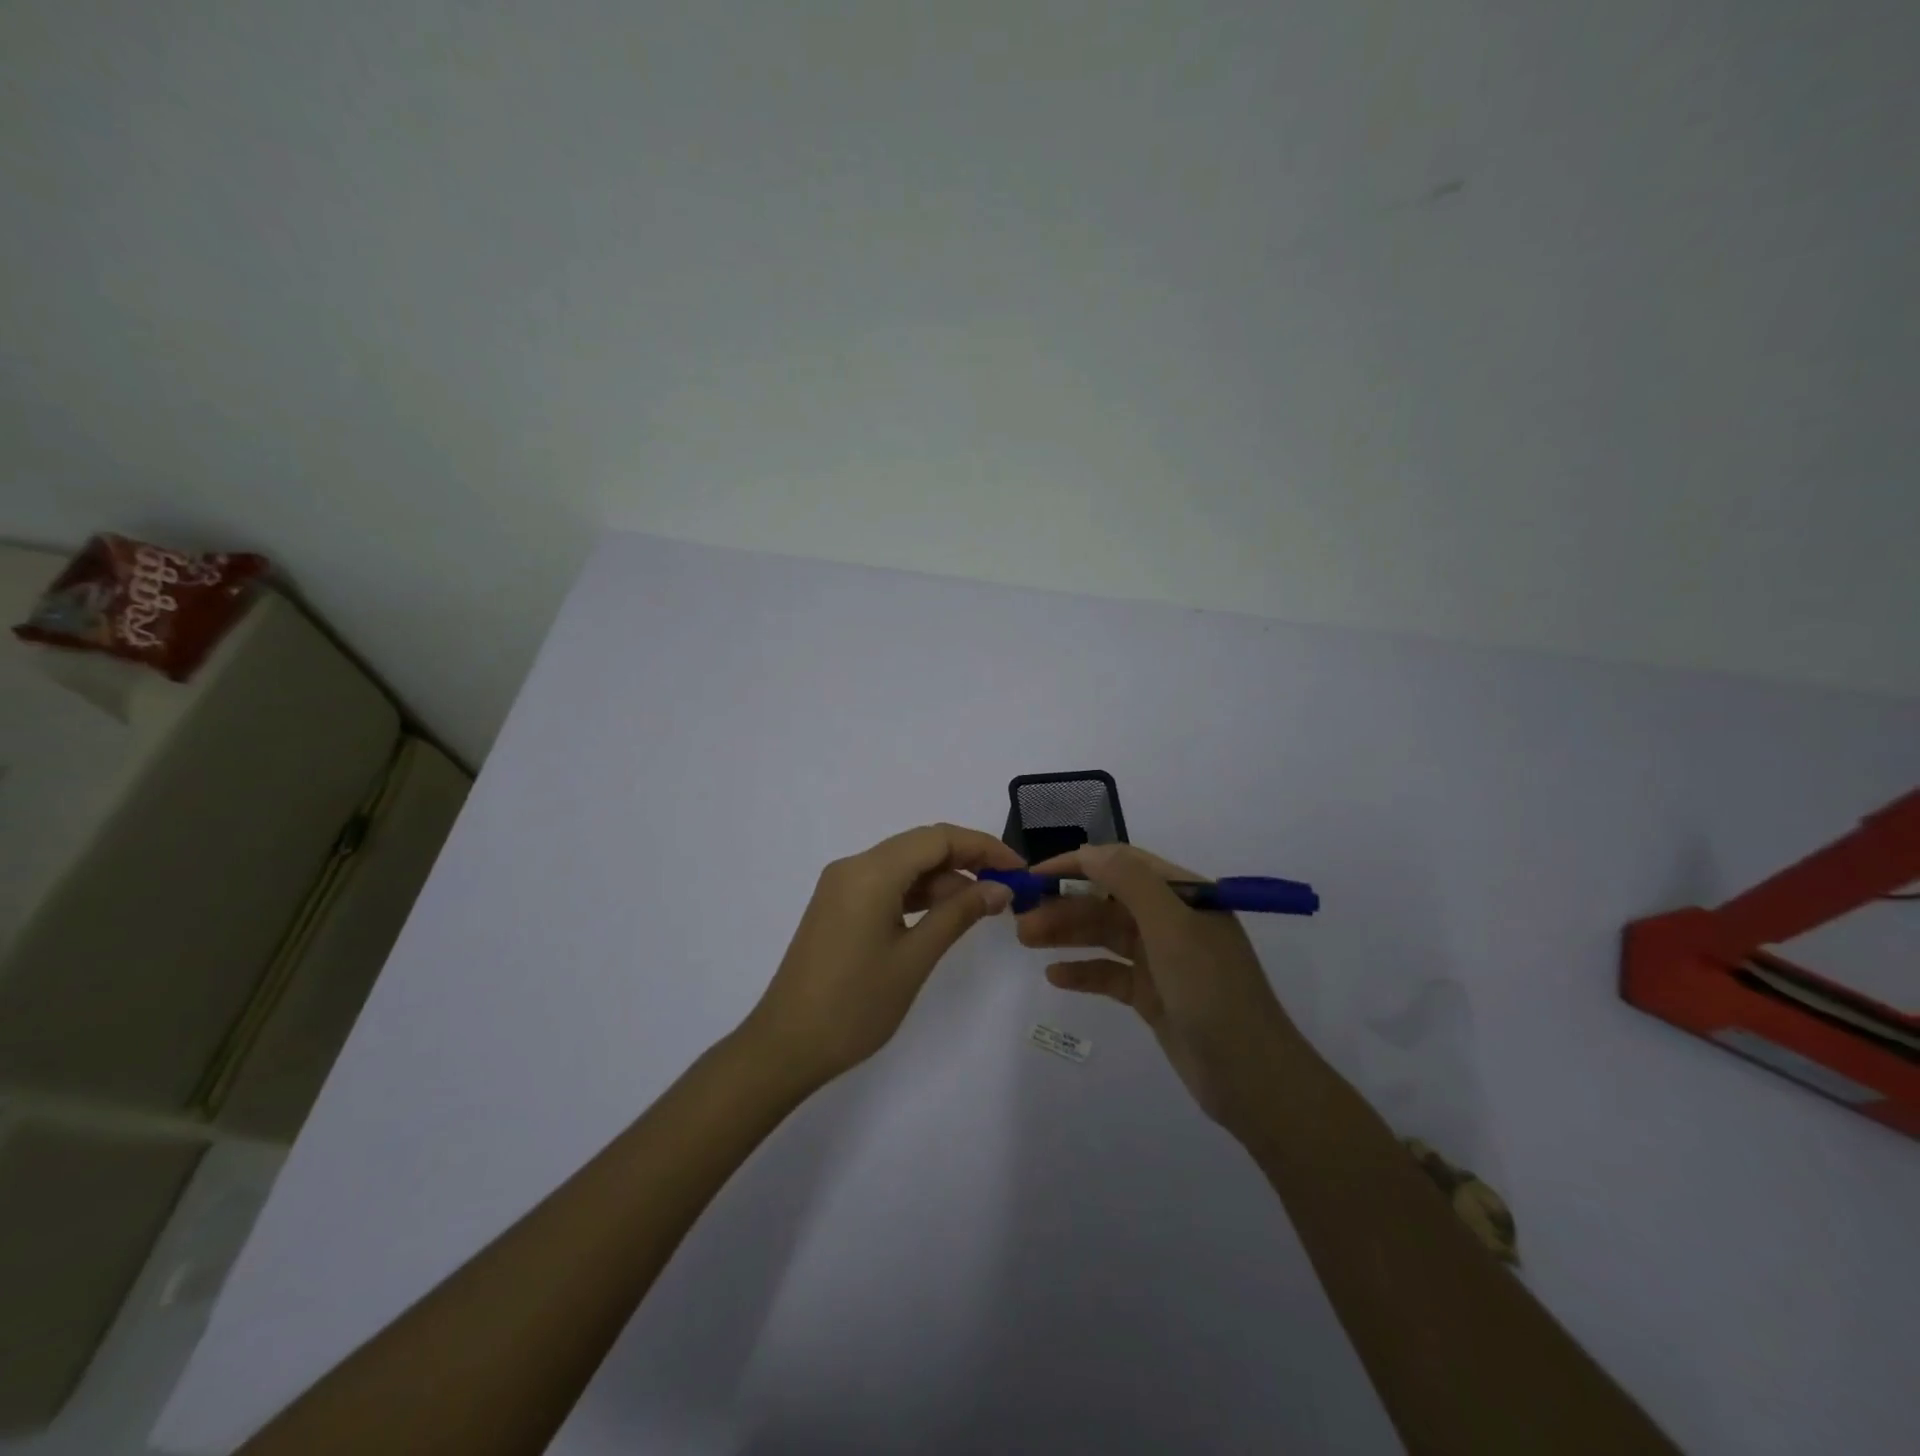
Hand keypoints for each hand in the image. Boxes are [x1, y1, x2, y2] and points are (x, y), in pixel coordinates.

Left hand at [744, 824, 1023, 1087]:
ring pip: (903, 866)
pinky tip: (942, 916)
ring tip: (982, 909)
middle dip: (967, 862)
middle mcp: (853, 867)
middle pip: (920, 847)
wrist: (785, 1046)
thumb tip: (1000, 889)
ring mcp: (841, 887)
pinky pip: (885, 885)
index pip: (938, 838)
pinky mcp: (837, 907)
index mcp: (870, 871)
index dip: (983, 848)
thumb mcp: (915, 958)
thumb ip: (959, 914)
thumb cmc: (855, 1005)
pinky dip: (917, 895)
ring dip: (943, 881)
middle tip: (1006, 891)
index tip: (1019, 871)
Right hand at [1017, 843, 1304, 1135]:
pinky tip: (1055, 976)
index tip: (1036, 875)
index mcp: (1185, 895)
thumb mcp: (1173, 928)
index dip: (1078, 865)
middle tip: (1021, 919)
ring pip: (1105, 935)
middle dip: (1066, 905)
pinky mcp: (1153, 994)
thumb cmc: (1212, 991)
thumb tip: (1088, 851)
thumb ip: (1130, 883)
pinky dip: (1084, 972)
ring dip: (1067, 935)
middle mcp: (1173, 920)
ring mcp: (1163, 959)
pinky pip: (1111, 974)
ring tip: (1025, 940)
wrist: (1251, 1078)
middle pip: (1108, 901)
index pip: (1123, 864)